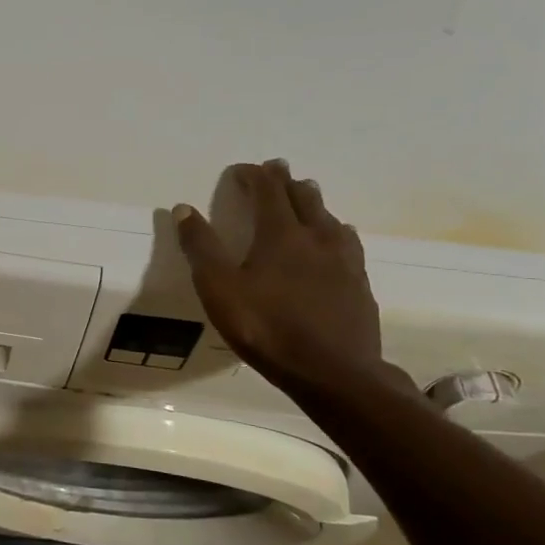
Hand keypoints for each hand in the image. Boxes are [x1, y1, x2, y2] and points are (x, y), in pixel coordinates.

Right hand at [174, 160, 407, 398]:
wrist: (335, 373)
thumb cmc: (269, 328)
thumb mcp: (220, 290)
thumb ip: (201, 247)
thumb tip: (183, 208)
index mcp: (281, 233)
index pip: (267, 188)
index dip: (252, 174)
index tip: (239, 171)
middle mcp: (317, 235)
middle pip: (302, 195)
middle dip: (284, 180)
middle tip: (274, 171)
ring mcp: (344, 259)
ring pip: (328, 216)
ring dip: (311, 201)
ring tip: (303, 198)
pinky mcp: (360, 282)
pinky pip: (347, 242)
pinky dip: (333, 230)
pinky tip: (335, 240)